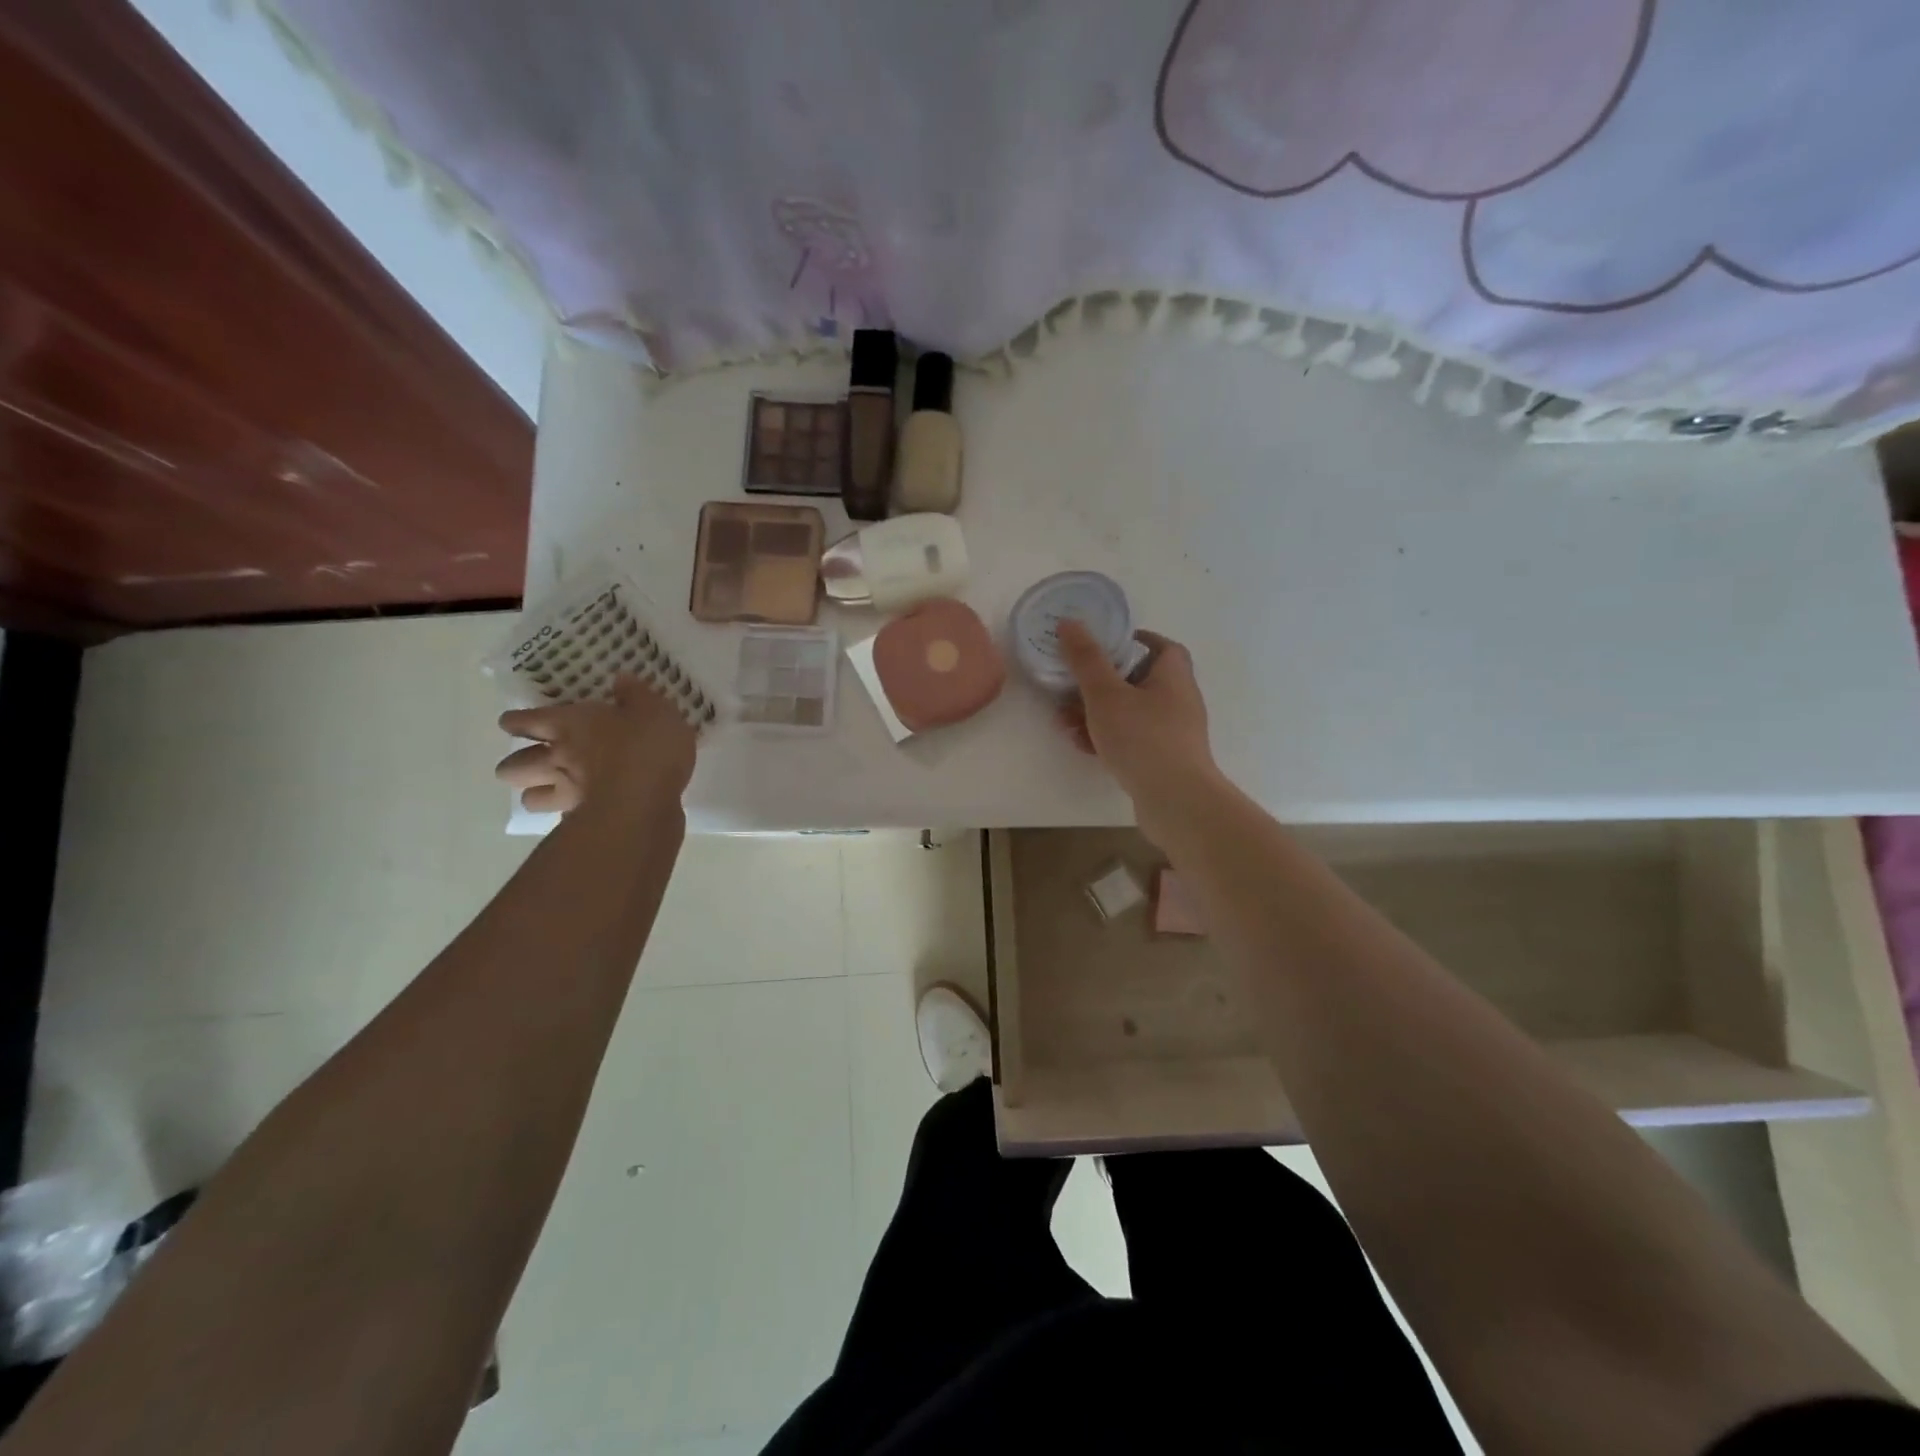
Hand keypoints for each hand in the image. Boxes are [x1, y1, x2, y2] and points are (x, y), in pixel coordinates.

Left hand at [495, 676, 696, 820]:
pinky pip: (562, 817)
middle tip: (537, 760)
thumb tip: (621, 679)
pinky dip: (568, 814)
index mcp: (567, 724)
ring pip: (529, 798)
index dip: (516, 722)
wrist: (646, 798)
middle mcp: (556, 758)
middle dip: (517, 764)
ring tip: (552, 790)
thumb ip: (635, 694)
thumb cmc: (646, 744)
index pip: (522, 721)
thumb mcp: (653, 709)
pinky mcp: (582, 819)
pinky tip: (584, 810)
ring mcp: (565, 792)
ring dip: (536, 793)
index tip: (518, 723)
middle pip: (511, 766)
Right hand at [1056, 621, 1220, 840]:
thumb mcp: (1106, 694)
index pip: (1160, 646)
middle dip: (1100, 682)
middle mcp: (1178, 701)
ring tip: (1064, 721)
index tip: (1102, 645)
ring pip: (1129, 713)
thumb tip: (1070, 622)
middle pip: (1138, 680)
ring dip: (1096, 714)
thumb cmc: (1143, 739)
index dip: (1133, 641)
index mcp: (1173, 676)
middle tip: (1071, 686)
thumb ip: (1086, 659)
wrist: (1176, 802)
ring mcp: (1172, 734)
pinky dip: (1107, 738)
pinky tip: (1082, 745)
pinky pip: (1131, 740)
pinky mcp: (1163, 761)